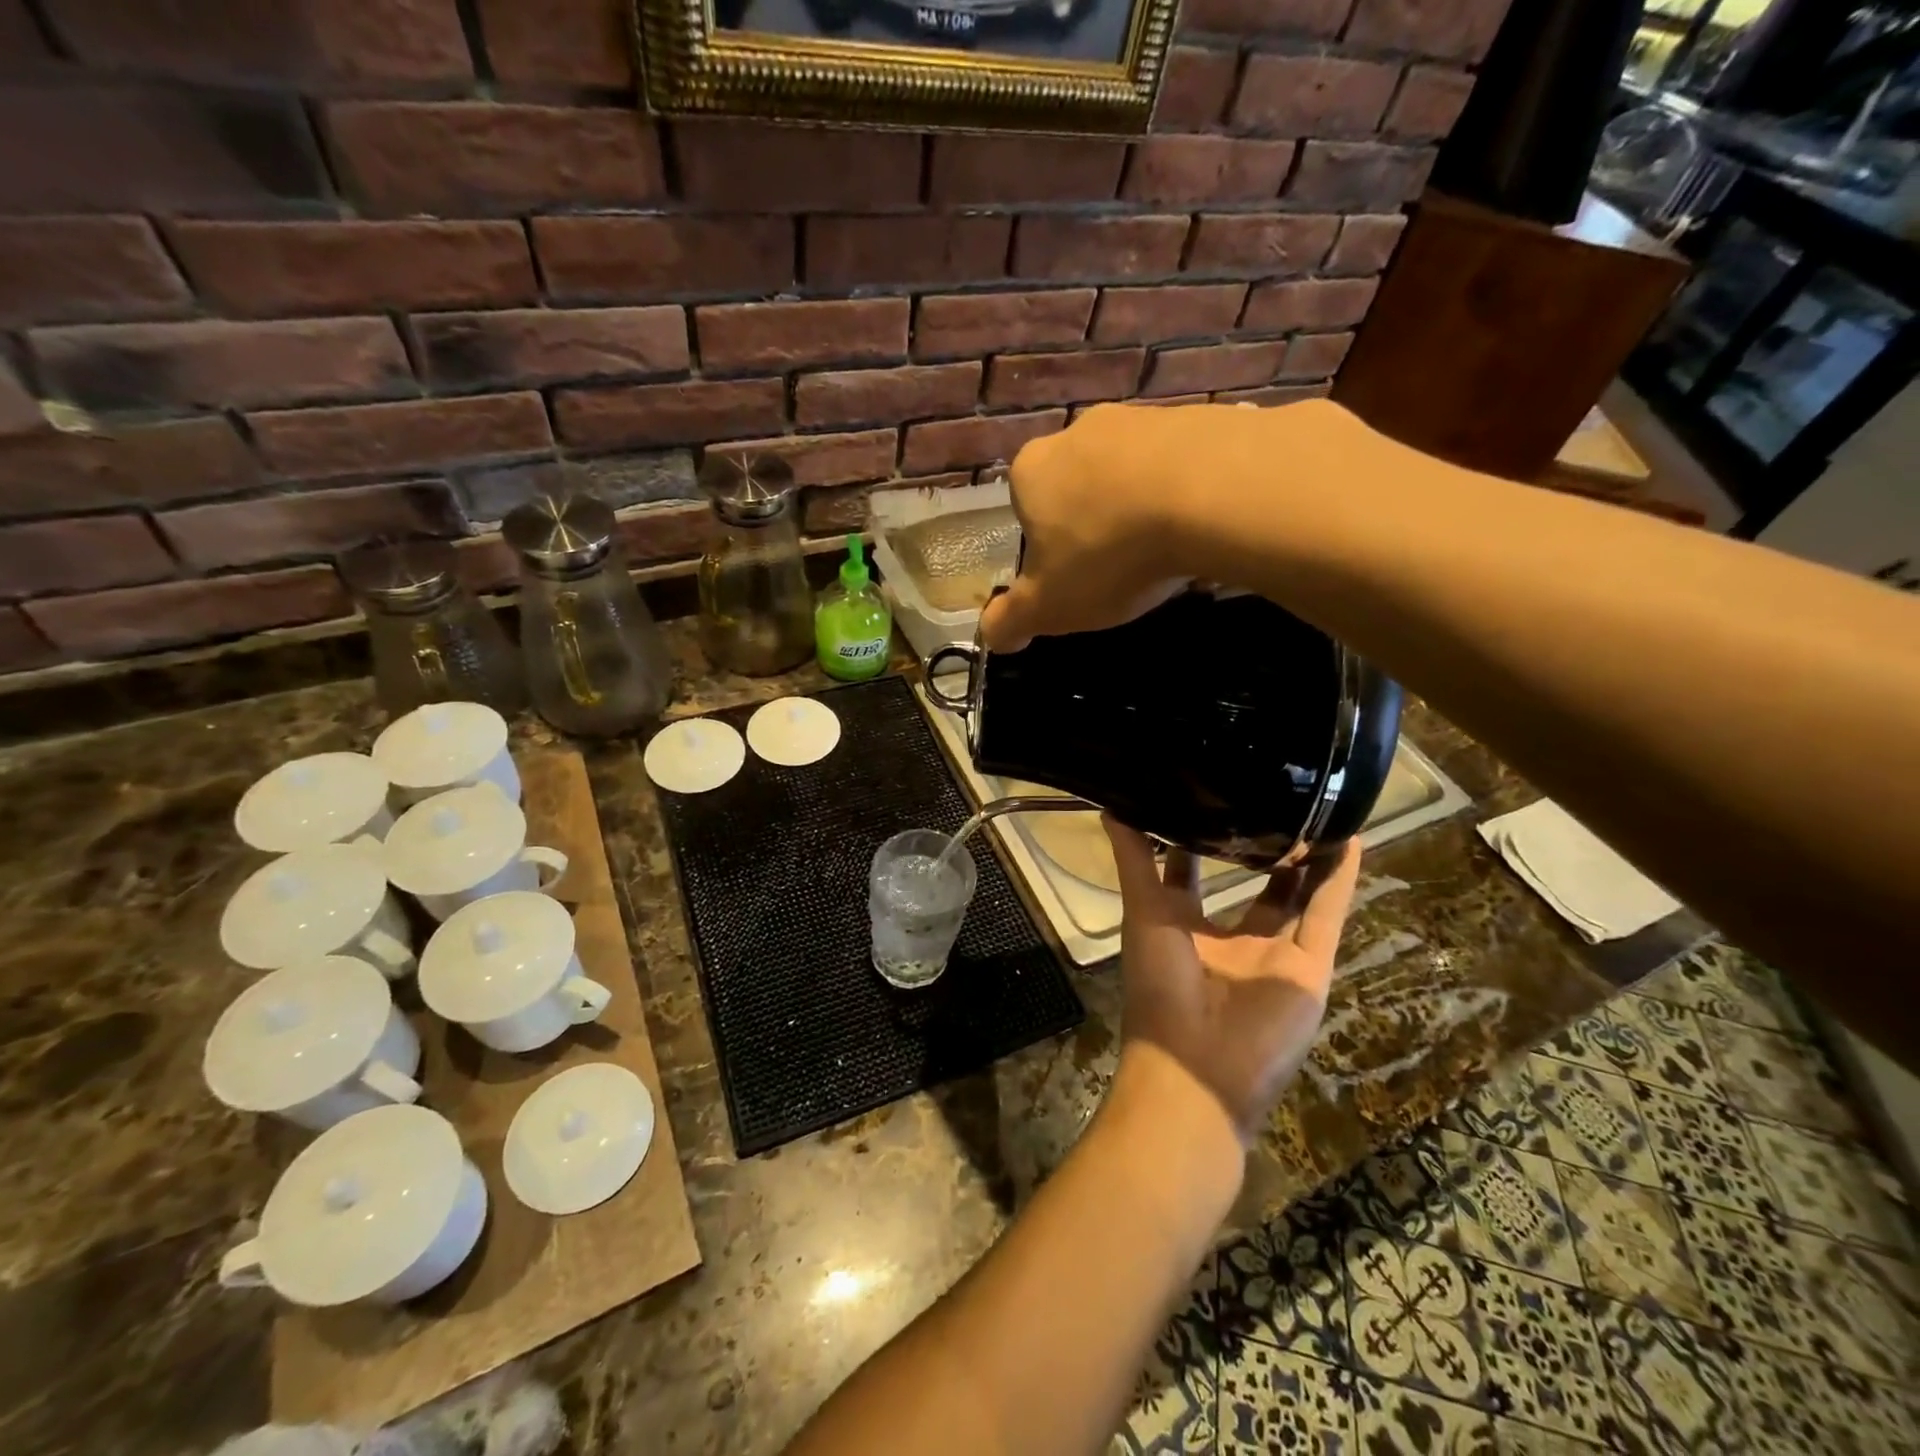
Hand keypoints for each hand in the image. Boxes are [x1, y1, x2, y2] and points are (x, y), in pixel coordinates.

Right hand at [981, 399, 1381, 652]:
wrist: (1212, 494)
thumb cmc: (1109, 554)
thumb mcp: (1049, 606)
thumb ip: (1011, 621)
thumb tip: (989, 635)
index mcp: (1033, 470)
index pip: (1025, 506)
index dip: (1045, 544)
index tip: (1071, 573)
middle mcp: (1080, 432)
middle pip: (1078, 485)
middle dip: (1093, 520)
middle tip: (1117, 564)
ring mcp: (1141, 418)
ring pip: (1131, 471)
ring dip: (1141, 505)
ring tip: (1164, 549)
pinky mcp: (1198, 416)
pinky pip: (1183, 463)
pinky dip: (1187, 491)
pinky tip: (1204, 525)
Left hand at [1105, 818, 1360, 1143]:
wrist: (1199, 1069)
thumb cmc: (1160, 984)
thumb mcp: (1143, 911)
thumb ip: (1133, 860)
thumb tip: (1111, 805)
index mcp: (1183, 925)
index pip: (1188, 869)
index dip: (1196, 834)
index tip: (1206, 790)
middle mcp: (1228, 938)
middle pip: (1250, 883)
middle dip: (1260, 845)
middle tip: (1274, 792)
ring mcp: (1271, 954)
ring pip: (1295, 896)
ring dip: (1306, 860)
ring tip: (1319, 807)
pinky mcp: (1308, 969)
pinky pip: (1327, 917)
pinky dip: (1339, 882)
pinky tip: (1350, 839)